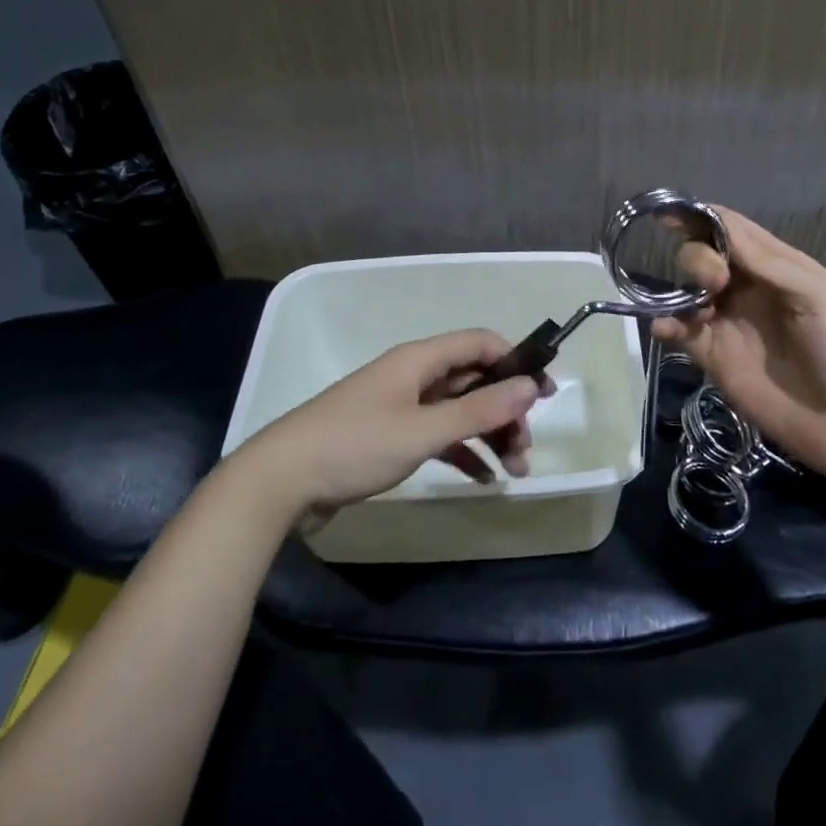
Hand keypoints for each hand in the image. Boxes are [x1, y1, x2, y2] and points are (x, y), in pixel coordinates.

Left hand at [235, 329, 548, 518]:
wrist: (280, 481)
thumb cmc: (354, 446)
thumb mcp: (422, 430)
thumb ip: (478, 411)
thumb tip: (530, 385)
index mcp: (419, 360)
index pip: (480, 343)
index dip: (516, 362)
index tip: (545, 393)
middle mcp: (413, 376)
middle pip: (473, 380)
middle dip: (505, 409)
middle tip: (525, 447)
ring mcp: (400, 407)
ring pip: (458, 412)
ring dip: (488, 435)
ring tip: (513, 470)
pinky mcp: (389, 437)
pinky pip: (438, 436)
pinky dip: (462, 452)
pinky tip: (482, 479)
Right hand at [651, 207, 825, 486]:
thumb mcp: (820, 296)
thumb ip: (768, 263)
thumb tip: (720, 225)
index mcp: (779, 268)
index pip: (734, 231)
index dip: (704, 218)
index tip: (672, 210)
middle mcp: (750, 291)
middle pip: (705, 256)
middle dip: (698, 257)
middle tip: (714, 281)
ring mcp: (730, 325)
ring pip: (688, 291)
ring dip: (679, 287)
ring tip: (698, 307)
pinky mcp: (716, 360)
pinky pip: (681, 333)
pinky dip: (665, 325)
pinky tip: (665, 328)